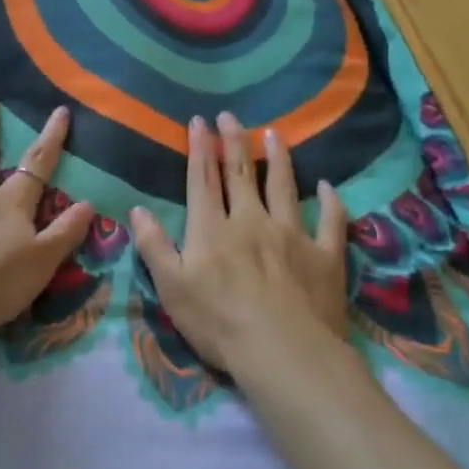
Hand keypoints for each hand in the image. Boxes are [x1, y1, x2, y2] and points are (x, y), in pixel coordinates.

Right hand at [129, 112, 349, 374]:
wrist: (285, 352)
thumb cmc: (219, 323)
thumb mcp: (172, 288)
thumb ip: (154, 246)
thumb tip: (137, 209)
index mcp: (213, 229)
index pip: (203, 179)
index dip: (200, 148)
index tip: (199, 121)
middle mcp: (252, 220)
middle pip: (241, 174)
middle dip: (234, 142)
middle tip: (231, 115)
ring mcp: (292, 235)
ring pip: (284, 187)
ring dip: (279, 158)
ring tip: (275, 134)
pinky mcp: (324, 256)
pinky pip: (330, 222)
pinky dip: (330, 202)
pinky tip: (330, 187)